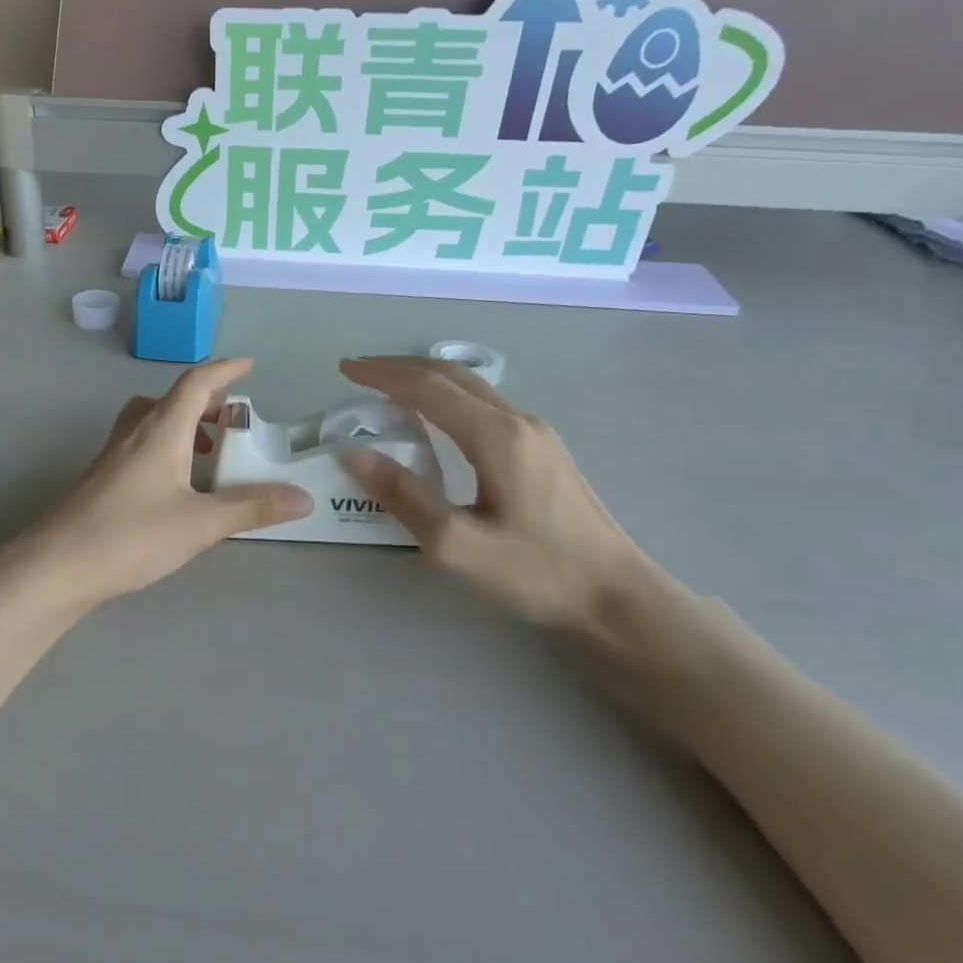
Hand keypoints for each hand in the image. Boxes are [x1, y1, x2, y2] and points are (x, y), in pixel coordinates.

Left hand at [26, 359, 311, 607]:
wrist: (57, 565)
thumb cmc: (131, 535)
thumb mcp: (200, 523)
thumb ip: (251, 508)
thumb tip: (303, 498)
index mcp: (161, 430)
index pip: (196, 384)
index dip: (224, 370)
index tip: (248, 366)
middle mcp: (134, 433)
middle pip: (171, 400)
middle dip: (205, 403)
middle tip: (232, 422)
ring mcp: (112, 455)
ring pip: (152, 422)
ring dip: (183, 426)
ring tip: (208, 455)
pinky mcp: (100, 478)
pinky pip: (139, 445)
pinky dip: (165, 448)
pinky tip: (174, 486)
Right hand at [339, 357, 652, 640]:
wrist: (618, 596)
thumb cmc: (537, 572)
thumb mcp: (457, 545)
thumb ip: (404, 496)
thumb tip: (355, 454)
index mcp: (495, 436)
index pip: (426, 387)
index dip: (381, 374)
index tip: (344, 369)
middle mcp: (517, 420)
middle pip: (450, 375)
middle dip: (399, 367)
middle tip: (358, 372)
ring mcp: (536, 433)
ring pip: (470, 387)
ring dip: (424, 379)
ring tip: (387, 389)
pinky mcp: (543, 449)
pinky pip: (484, 404)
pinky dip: (446, 397)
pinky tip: (434, 417)